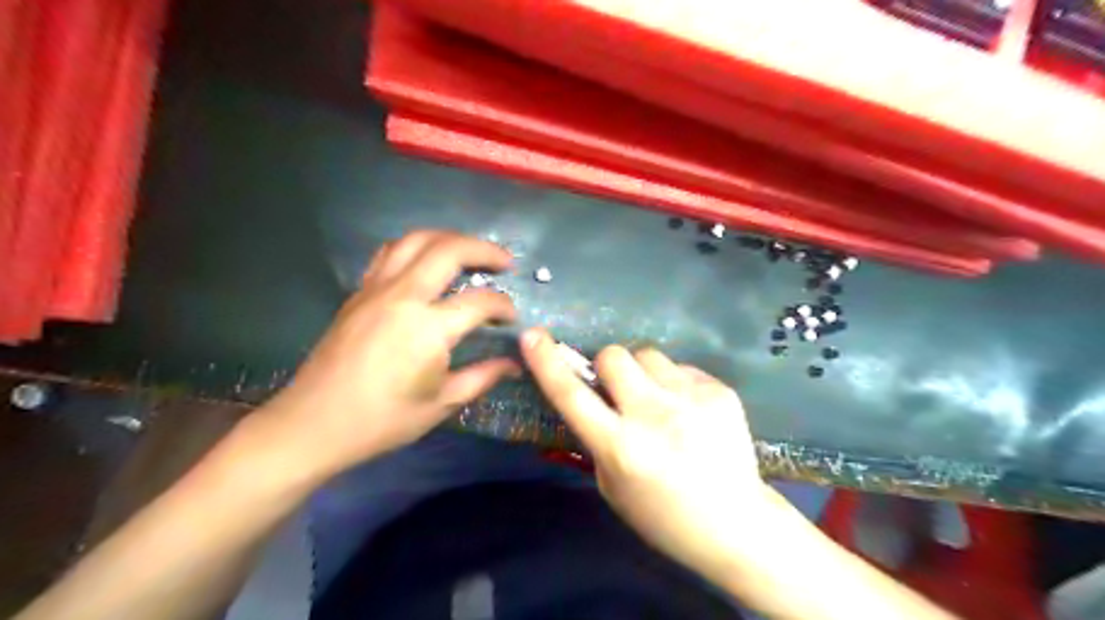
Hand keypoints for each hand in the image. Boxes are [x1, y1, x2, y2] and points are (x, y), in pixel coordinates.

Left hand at [269, 231, 521, 477]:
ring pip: (416, 240)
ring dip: (449, 239)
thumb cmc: (382, 420)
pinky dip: (415, 248)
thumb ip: (483, 376)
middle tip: (505, 261)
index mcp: (427, 328)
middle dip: (484, 250)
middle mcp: (403, 297)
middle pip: (449, 250)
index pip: (480, 302)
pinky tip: (426, 262)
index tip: (512, 318)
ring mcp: (376, 289)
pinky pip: (390, 253)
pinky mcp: (359, 293)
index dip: (504, 306)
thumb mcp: (441, 403)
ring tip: (469, 252)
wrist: (312, 424)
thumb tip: (514, 363)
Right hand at [518, 329, 774, 579]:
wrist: (735, 523)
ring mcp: (691, 399)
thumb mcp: (612, 486)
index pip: (572, 395)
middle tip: (617, 388)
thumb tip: (588, 395)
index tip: (533, 336)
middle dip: (606, 366)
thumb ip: (595, 438)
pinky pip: (680, 368)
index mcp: (621, 447)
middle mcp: (654, 416)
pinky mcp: (719, 391)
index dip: (547, 363)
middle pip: (613, 355)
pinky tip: (689, 412)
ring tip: (659, 401)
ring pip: (648, 354)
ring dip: (642, 373)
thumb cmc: (663, 515)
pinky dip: (674, 384)